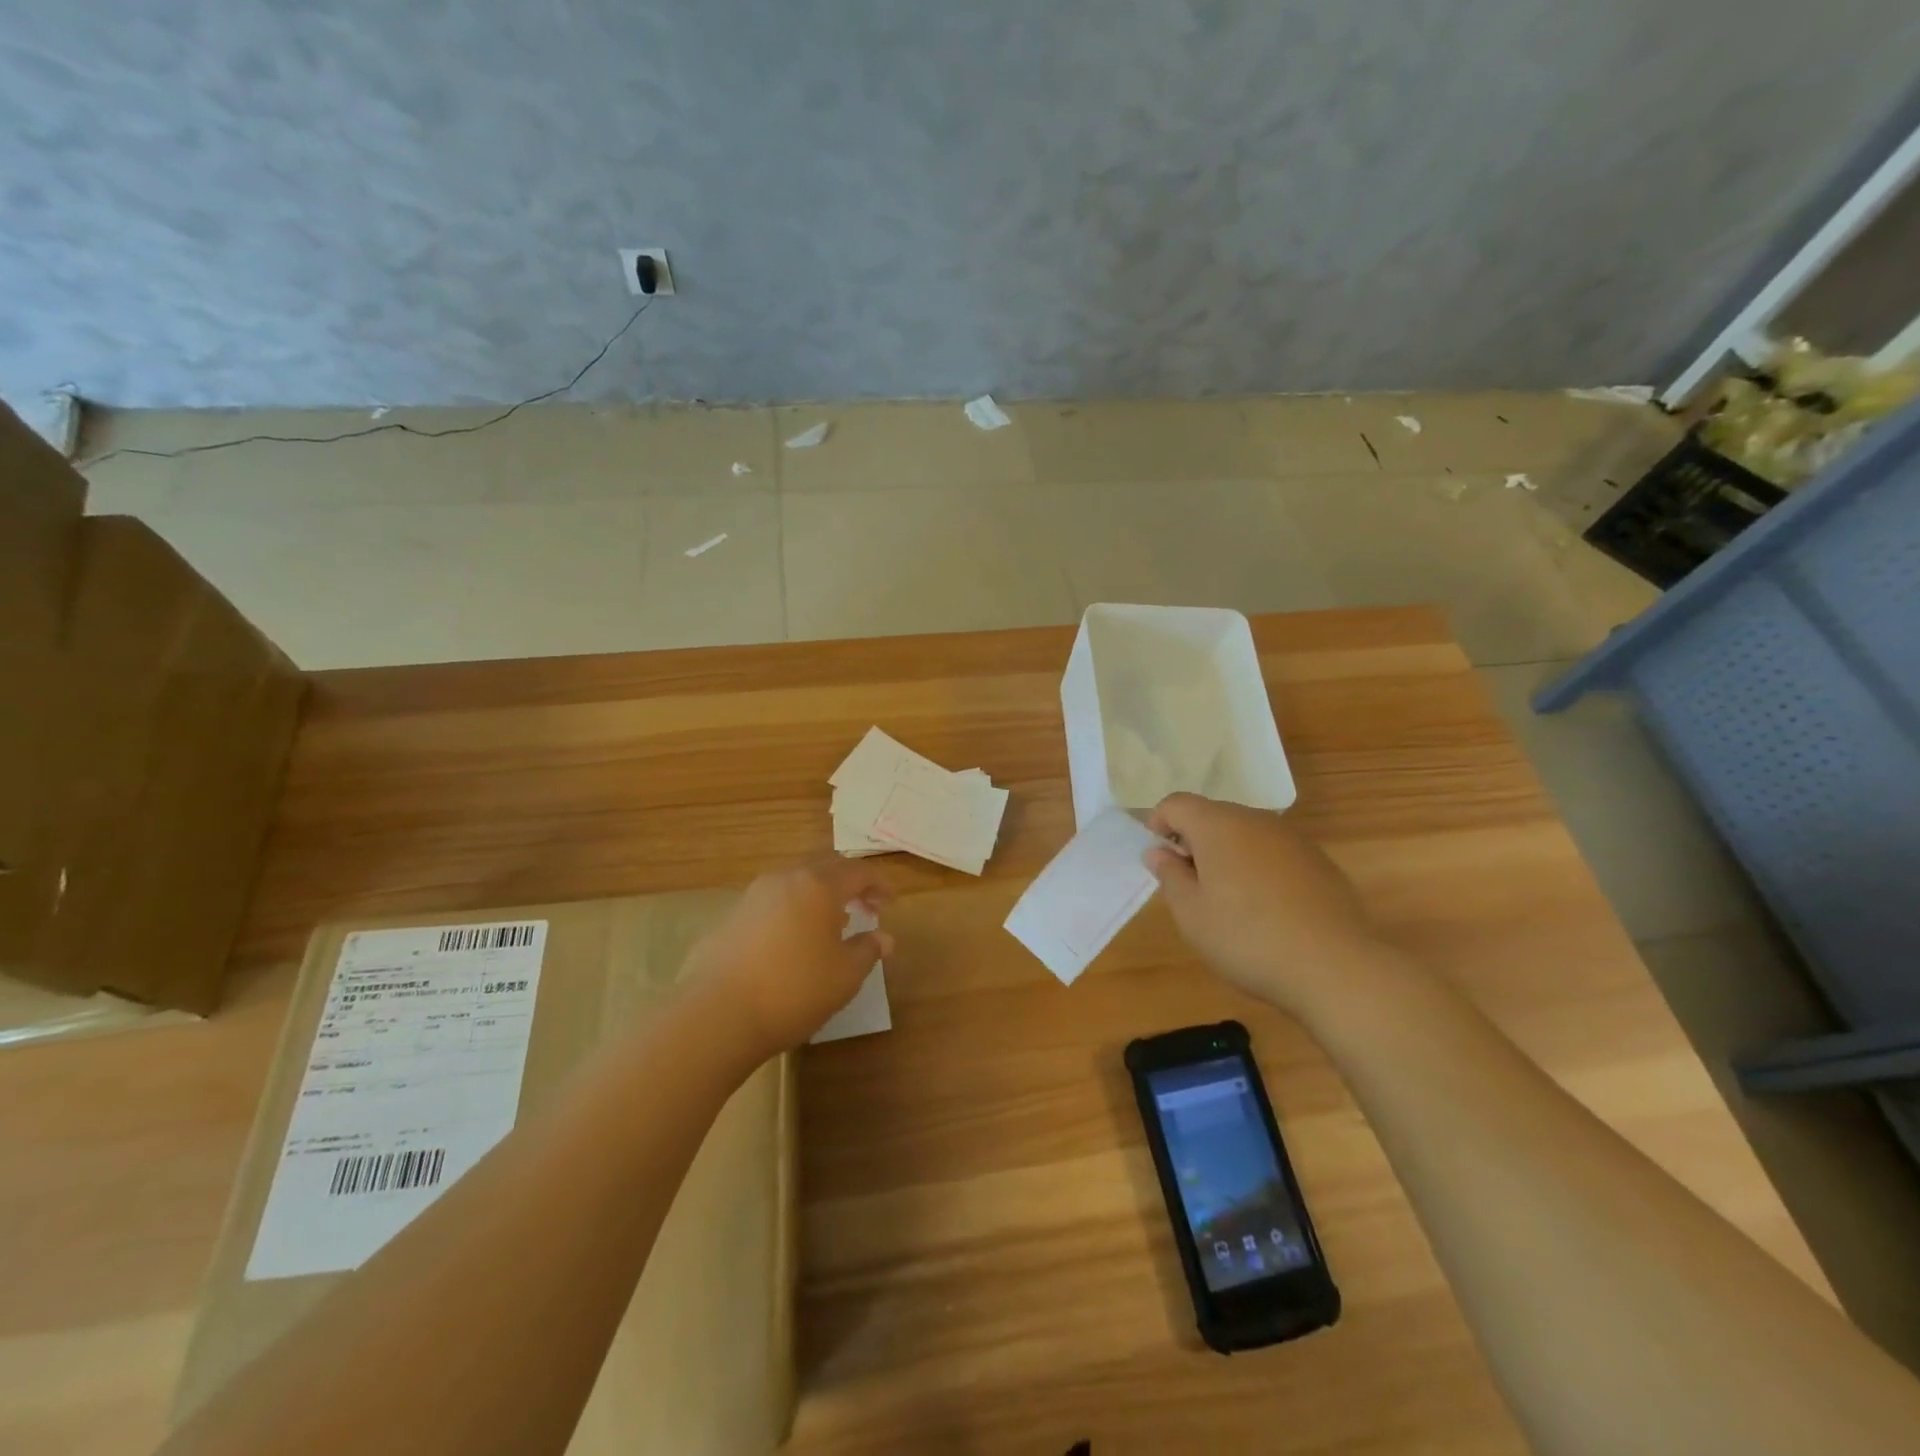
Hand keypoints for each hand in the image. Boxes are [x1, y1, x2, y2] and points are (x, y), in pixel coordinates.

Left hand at [683, 859, 894, 1057]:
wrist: (715, 1014)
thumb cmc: (793, 990)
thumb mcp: (845, 976)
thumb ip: (868, 950)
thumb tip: (884, 938)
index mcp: (818, 886)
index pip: (858, 871)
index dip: (879, 884)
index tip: (890, 902)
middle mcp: (785, 879)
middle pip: (825, 867)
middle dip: (849, 883)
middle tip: (865, 907)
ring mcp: (752, 896)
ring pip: (795, 882)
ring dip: (819, 896)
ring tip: (831, 925)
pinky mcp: (730, 918)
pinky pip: (772, 902)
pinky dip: (793, 910)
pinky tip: (793, 941)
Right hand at [1146, 793, 1401, 1018]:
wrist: (1335, 966)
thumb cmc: (1247, 938)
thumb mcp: (1191, 914)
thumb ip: (1169, 876)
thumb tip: (1158, 851)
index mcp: (1217, 826)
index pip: (1176, 803)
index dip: (1159, 823)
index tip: (1159, 859)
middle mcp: (1255, 821)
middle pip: (1213, 816)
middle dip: (1194, 841)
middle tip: (1190, 886)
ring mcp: (1292, 839)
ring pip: (1246, 834)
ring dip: (1228, 856)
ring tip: (1229, 902)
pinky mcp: (1319, 862)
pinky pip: (1275, 854)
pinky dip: (1260, 869)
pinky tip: (1267, 911)